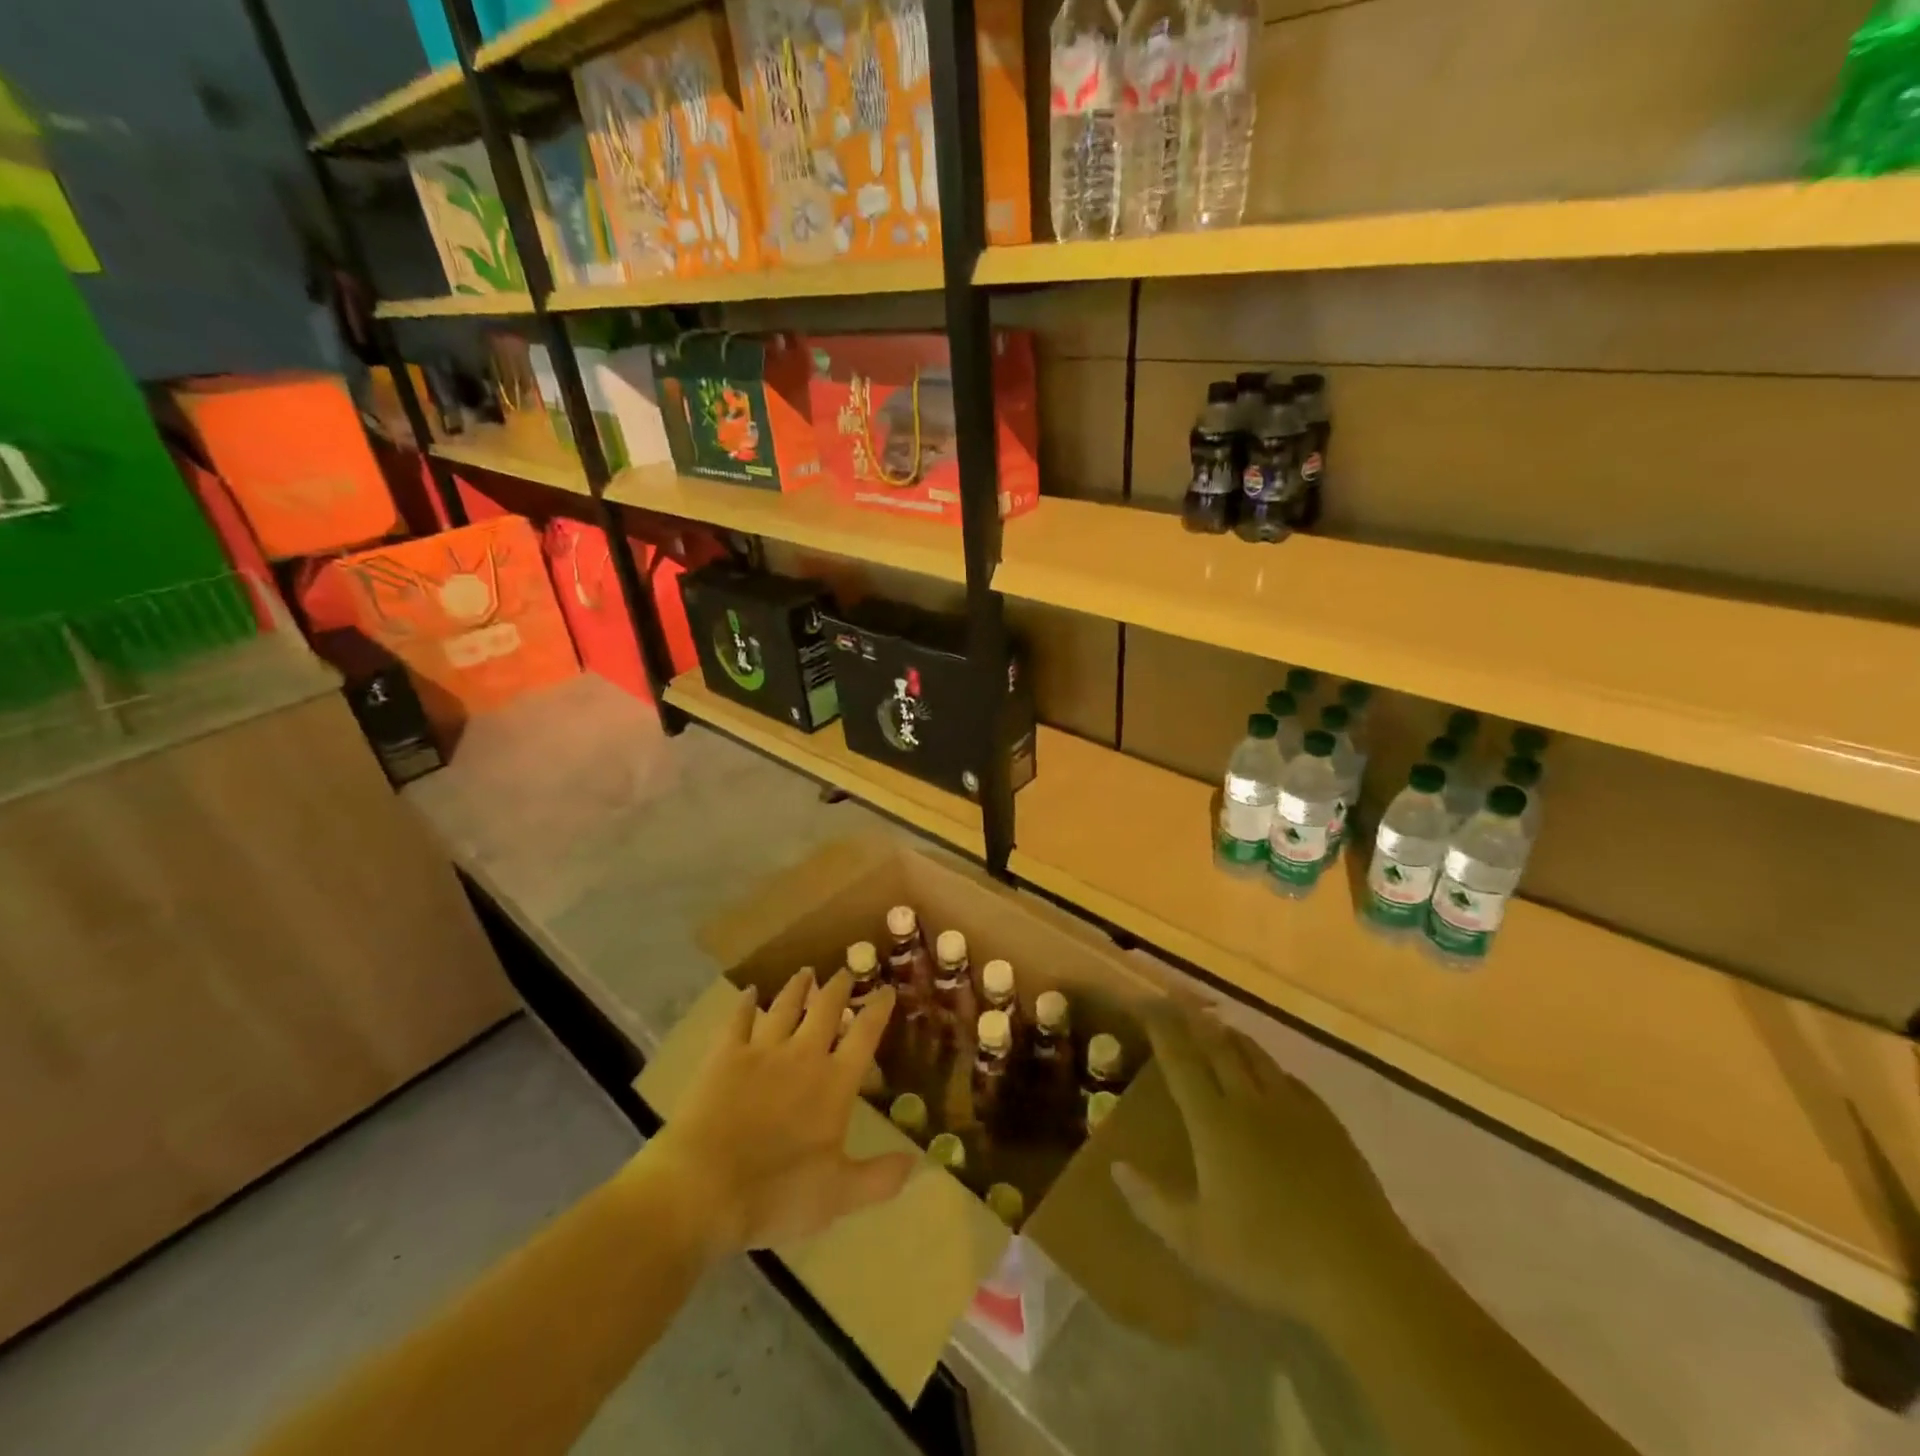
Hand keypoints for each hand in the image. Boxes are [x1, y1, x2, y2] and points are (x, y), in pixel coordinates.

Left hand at [645, 969, 915, 1258]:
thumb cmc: (776, 1194)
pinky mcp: (725, 1055)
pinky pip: (739, 1019)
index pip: (865, 1035)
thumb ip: (880, 1178)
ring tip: (806, 972)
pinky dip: (745, 1004)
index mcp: (834, 1082)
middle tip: (846, 971)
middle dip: (839, 987)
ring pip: (785, 1006)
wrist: (702, 1187)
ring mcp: (762, 1050)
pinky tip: (750, 992)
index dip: (879, 1009)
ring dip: (798, 987)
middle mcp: (803, 1055)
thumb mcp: (838, 1195)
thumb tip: (919, 1162)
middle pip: (826, 1009)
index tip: (887, 989)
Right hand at [1111, 1010, 1411, 1327]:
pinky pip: (1290, 1079)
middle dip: (1193, 1020)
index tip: (1146, 1003)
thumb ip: (1151, 1202)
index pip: (1181, 1060)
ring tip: (1217, 1025)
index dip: (1162, 1028)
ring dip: (1231, 1037)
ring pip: (1256, 1056)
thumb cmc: (1269, 1258)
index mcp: (1214, 1123)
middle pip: (1218, 1047)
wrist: (1362, 1273)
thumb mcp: (1196, 1242)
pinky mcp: (1328, 1124)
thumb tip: (1116, 1166)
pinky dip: (1270, 1066)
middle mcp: (1250, 1102)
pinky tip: (1271, 1074)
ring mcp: (1294, 1110)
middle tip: (1177, 1000)